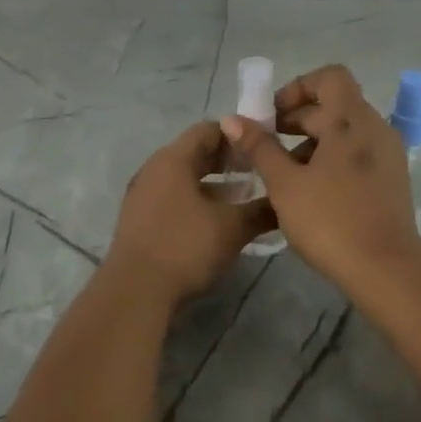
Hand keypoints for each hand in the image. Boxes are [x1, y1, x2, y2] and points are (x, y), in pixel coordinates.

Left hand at [106, 121, 275, 306]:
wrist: (135, 292)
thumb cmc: (185, 247)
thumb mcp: (232, 228)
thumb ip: (261, 210)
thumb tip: (285, 202)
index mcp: (173, 159)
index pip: (208, 130)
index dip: (238, 134)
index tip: (263, 145)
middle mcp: (154, 169)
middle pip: (195, 153)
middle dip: (228, 161)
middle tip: (259, 170)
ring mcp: (143, 195)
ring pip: (184, 178)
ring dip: (214, 184)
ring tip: (244, 197)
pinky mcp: (140, 220)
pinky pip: (173, 198)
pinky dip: (197, 201)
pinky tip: (217, 222)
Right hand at [219, 64, 420, 293]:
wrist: (386, 270)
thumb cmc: (330, 220)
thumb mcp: (285, 183)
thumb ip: (259, 147)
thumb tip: (232, 119)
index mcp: (352, 120)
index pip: (329, 77)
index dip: (297, 88)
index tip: (272, 116)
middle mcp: (375, 128)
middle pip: (334, 104)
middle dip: (297, 119)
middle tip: (266, 146)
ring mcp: (388, 154)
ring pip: (345, 131)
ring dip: (312, 141)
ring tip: (283, 173)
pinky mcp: (391, 179)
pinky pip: (357, 152)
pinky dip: (331, 158)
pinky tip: (310, 189)